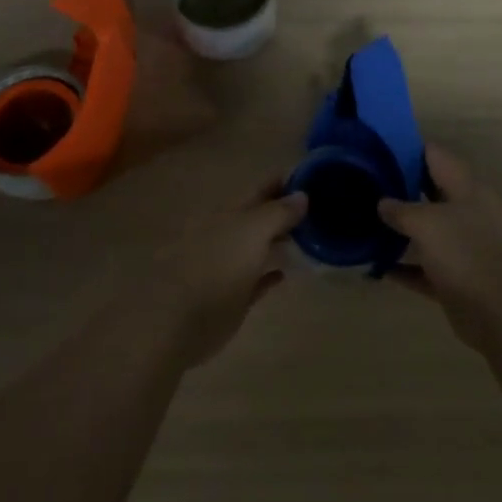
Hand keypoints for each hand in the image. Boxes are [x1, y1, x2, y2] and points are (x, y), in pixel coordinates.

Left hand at [151, 182, 305, 368]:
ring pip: (259, 247)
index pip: (261, 190)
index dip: (284, 183)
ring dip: (280, 241)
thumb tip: (302, 194)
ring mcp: (228, 266)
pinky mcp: (231, 298)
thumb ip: (278, 212)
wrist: (181, 322)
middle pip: (260, 217)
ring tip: (311, 238)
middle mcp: (228, 235)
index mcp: (230, 214)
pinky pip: (256, 279)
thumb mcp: (253, 232)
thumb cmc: (218, 269)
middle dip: (285, 212)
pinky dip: (270, 274)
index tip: (313, 179)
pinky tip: (285, 273)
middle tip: (320, 210)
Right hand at [379, 146, 501, 354]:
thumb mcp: (428, 222)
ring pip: (426, 232)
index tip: (376, 148)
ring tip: (362, 222)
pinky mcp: (456, 281)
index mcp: (466, 188)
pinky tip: (374, 267)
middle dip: (399, 188)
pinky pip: (424, 269)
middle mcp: (466, 213)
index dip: (406, 148)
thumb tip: (383, 203)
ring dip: (399, 230)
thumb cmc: (468, 253)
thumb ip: (402, 210)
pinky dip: (403, 268)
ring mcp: (463, 248)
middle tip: (362, 184)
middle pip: (429, 192)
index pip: (435, 156)